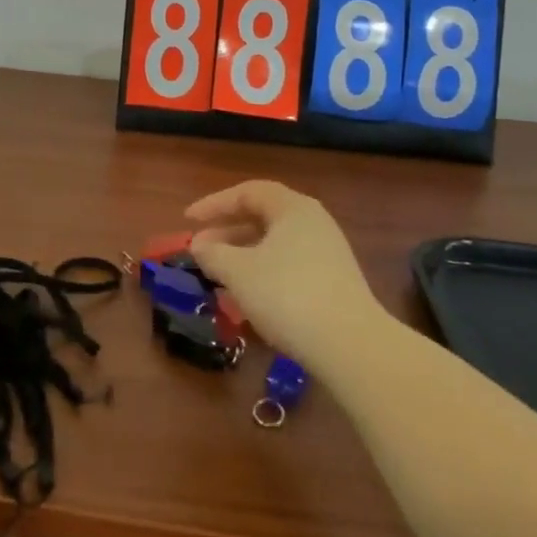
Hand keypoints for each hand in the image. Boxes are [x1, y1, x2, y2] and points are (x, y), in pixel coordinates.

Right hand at [186, 180, 387, 375]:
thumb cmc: (287, 295)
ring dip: (243, 256)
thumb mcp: (239, 272)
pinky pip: (289, 267)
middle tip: (200, 250)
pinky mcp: (334, 283)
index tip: (187, 221)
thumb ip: (213, 254)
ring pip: (275, 246)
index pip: (248, 192)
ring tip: (218, 276)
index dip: (214, 204)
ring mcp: (328, 253)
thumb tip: (199, 245)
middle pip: (263, 218)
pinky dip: (262, 275)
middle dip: (227, 233)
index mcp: (293, 208)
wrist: (349, 344)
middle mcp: (314, 223)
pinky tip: (248, 299)